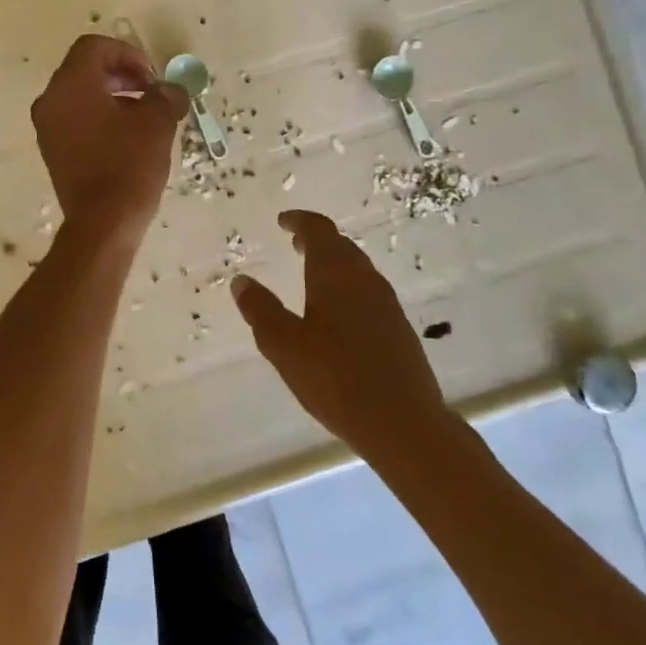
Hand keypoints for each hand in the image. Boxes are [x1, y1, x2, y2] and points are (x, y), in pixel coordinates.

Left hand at [31, 35, 186, 239]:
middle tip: (151, 92)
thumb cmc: (128, 164)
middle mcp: (51, 100)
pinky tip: (127, 139)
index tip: (152, 77)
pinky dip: (99, 118)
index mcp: (71, 84)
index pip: (94, 47)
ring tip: (144, 118)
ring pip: (80, 96)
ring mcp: (47, 128)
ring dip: (113, 97)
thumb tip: (171, 90)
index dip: (127, 53)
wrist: (103, 223)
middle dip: (122, 74)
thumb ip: (165, 96)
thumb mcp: (157, 123)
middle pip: (84, 69)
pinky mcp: (52, 151)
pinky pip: (75, 120)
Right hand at [230, 210, 453, 460]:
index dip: (300, 221)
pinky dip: (347, 289)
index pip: (319, 230)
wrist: (404, 423)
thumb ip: (261, 310)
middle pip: (341, 247)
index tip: (283, 221)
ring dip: (333, 265)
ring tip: (311, 276)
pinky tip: (337, 316)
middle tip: (294, 243)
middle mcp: (365, 280)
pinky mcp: (399, 330)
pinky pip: (367, 293)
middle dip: (316, 241)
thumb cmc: (336, 378)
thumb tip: (241, 281)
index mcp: (336, 273)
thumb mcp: (284, 346)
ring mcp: (387, 305)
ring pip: (357, 271)